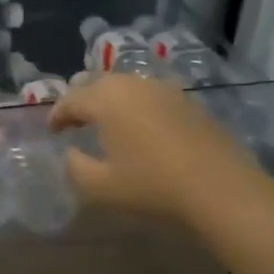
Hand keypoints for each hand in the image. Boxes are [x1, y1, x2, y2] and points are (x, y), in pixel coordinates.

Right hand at [49, 73, 255, 222]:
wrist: (222, 189)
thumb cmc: (152, 186)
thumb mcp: (100, 186)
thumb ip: (75, 167)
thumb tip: (72, 153)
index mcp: (106, 99)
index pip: (71, 100)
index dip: (57, 115)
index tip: (52, 132)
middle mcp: (134, 85)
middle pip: (98, 84)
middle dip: (82, 101)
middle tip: (75, 123)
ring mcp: (166, 90)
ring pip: (127, 87)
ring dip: (111, 102)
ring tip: (107, 124)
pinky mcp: (190, 102)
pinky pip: (152, 96)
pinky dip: (137, 107)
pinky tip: (141, 128)